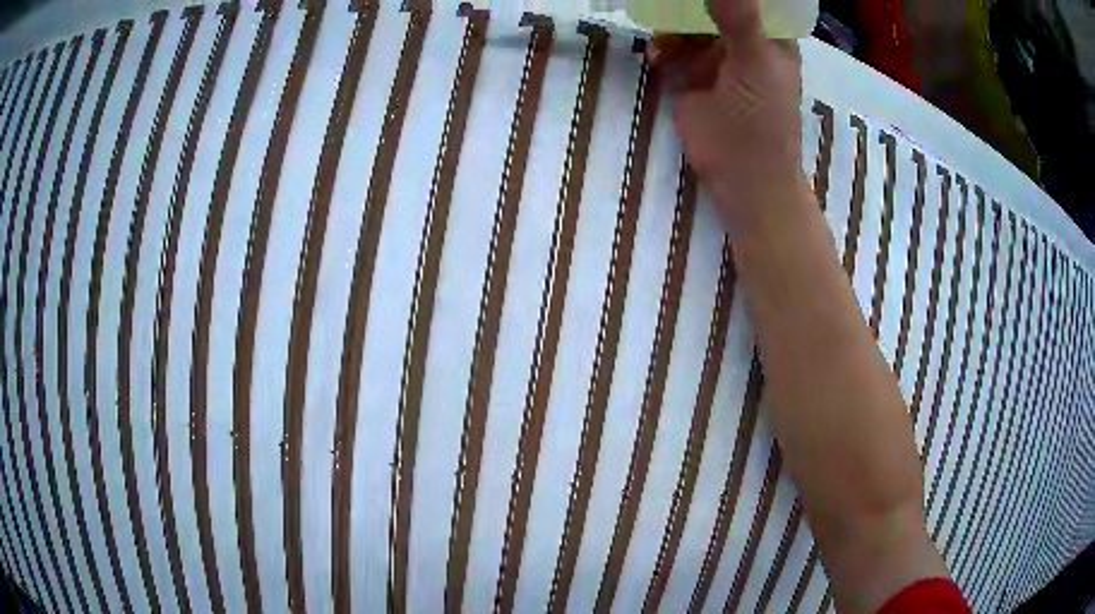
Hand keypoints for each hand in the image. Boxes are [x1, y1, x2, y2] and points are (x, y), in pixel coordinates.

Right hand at [653, 0, 810, 240]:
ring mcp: (715, 56)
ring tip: (662, 35)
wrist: (741, 177)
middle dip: (690, 1)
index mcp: (770, 36)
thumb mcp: (754, 64)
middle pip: (714, 5)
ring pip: (689, 23)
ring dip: (671, 23)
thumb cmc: (762, 121)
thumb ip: (739, 20)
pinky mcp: (691, 74)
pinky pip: (671, 47)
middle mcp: (743, 40)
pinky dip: (661, 47)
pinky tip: (657, 56)